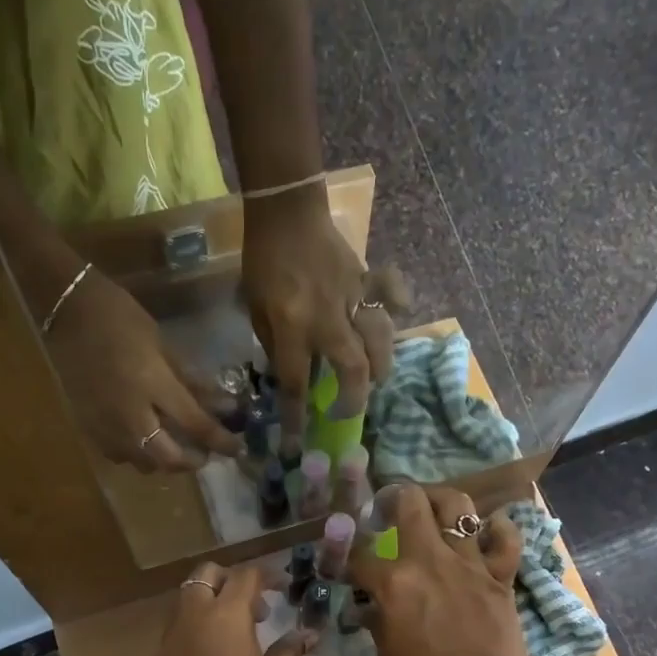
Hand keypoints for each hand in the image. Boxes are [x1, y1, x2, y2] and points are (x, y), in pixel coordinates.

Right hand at [44, 269, 242, 472]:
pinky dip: (137, 455)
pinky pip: (119, 455)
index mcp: (154, 387)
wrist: (65, 309)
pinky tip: (143, 440)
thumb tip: (224, 405)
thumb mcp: (163, 345)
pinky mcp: (88, 427)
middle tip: (204, 454)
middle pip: (168, 459)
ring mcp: (106, 425)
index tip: (238, 450)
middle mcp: (131, 415)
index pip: (196, 426)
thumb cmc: (120, 317)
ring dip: (164, 461)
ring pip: (143, 464)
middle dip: (192, 461)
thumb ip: (192, 381)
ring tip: (175, 447)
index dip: (221, 442)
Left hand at [147, 562, 314, 655]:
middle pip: (205, 575)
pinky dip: (192, 634)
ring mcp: (167, 639)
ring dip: (207, 605)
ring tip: (230, 635)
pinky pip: (173, 634)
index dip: (265, 577)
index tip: (280, 588)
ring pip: (184, 602)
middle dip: (228, 580)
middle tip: (251, 607)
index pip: (245, 576)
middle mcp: (192, 617)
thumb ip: (288, 651)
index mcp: (226, 615)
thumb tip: (307, 634)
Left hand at [243, 185, 401, 443]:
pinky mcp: (366, 280)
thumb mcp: (255, 309)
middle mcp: (326, 319)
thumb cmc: (263, 262)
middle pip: (353, 368)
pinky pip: (390, 293)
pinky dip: (399, 303)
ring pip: (379, 338)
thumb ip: (274, 343)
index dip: (296, 418)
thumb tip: (292, 372)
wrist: (286, 211)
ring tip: (377, 378)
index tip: (297, 445)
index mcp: (292, 328)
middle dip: (355, 398)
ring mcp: (351, 298)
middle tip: (352, 411)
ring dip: (381, 364)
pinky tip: (401, 313)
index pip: (296, 383)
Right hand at [349, 484, 528, 655]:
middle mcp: (430, 560)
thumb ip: (377, 623)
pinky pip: (506, 538)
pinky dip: (499, 529)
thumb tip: (370, 608)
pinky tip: (488, 529)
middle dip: (393, 497)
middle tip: (388, 507)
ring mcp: (469, 563)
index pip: (361, 557)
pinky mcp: (500, 574)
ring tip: (433, 506)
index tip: (350, 566)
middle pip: (409, 503)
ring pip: (458, 506)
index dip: (350, 560)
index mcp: (394, 582)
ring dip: (441, 499)